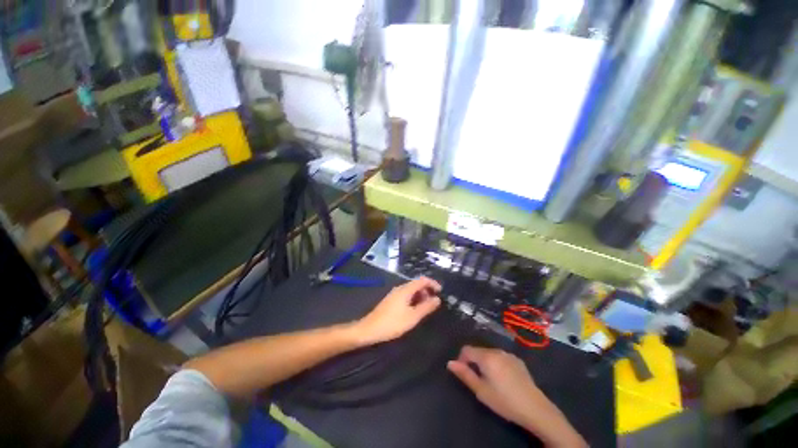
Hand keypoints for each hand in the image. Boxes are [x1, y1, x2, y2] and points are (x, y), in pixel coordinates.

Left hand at [354, 277, 441, 344]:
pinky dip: (413, 299)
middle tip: (433, 303)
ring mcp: (394, 293)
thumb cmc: (392, 323)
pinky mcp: (391, 300)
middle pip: (416, 284)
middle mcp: (400, 288)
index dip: (433, 283)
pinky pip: (406, 295)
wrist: (369, 329)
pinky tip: (414, 310)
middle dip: (427, 291)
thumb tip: (437, 299)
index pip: (422, 280)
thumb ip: (426, 307)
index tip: (441, 292)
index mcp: (405, 289)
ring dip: (420, 296)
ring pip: (411, 290)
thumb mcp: (413, 317)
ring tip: (425, 308)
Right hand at [447, 346, 544, 426]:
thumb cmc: (504, 401)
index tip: (464, 373)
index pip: (466, 349)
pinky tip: (504, 379)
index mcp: (486, 356)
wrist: (535, 408)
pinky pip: (501, 357)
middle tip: (478, 380)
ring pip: (490, 353)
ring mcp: (508, 354)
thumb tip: (450, 363)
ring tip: (491, 380)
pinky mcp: (518, 360)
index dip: (461, 359)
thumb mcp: (481, 391)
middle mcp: (496, 350)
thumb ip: (465, 374)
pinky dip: (497, 363)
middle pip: (478, 351)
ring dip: (485, 362)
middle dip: (474, 361)